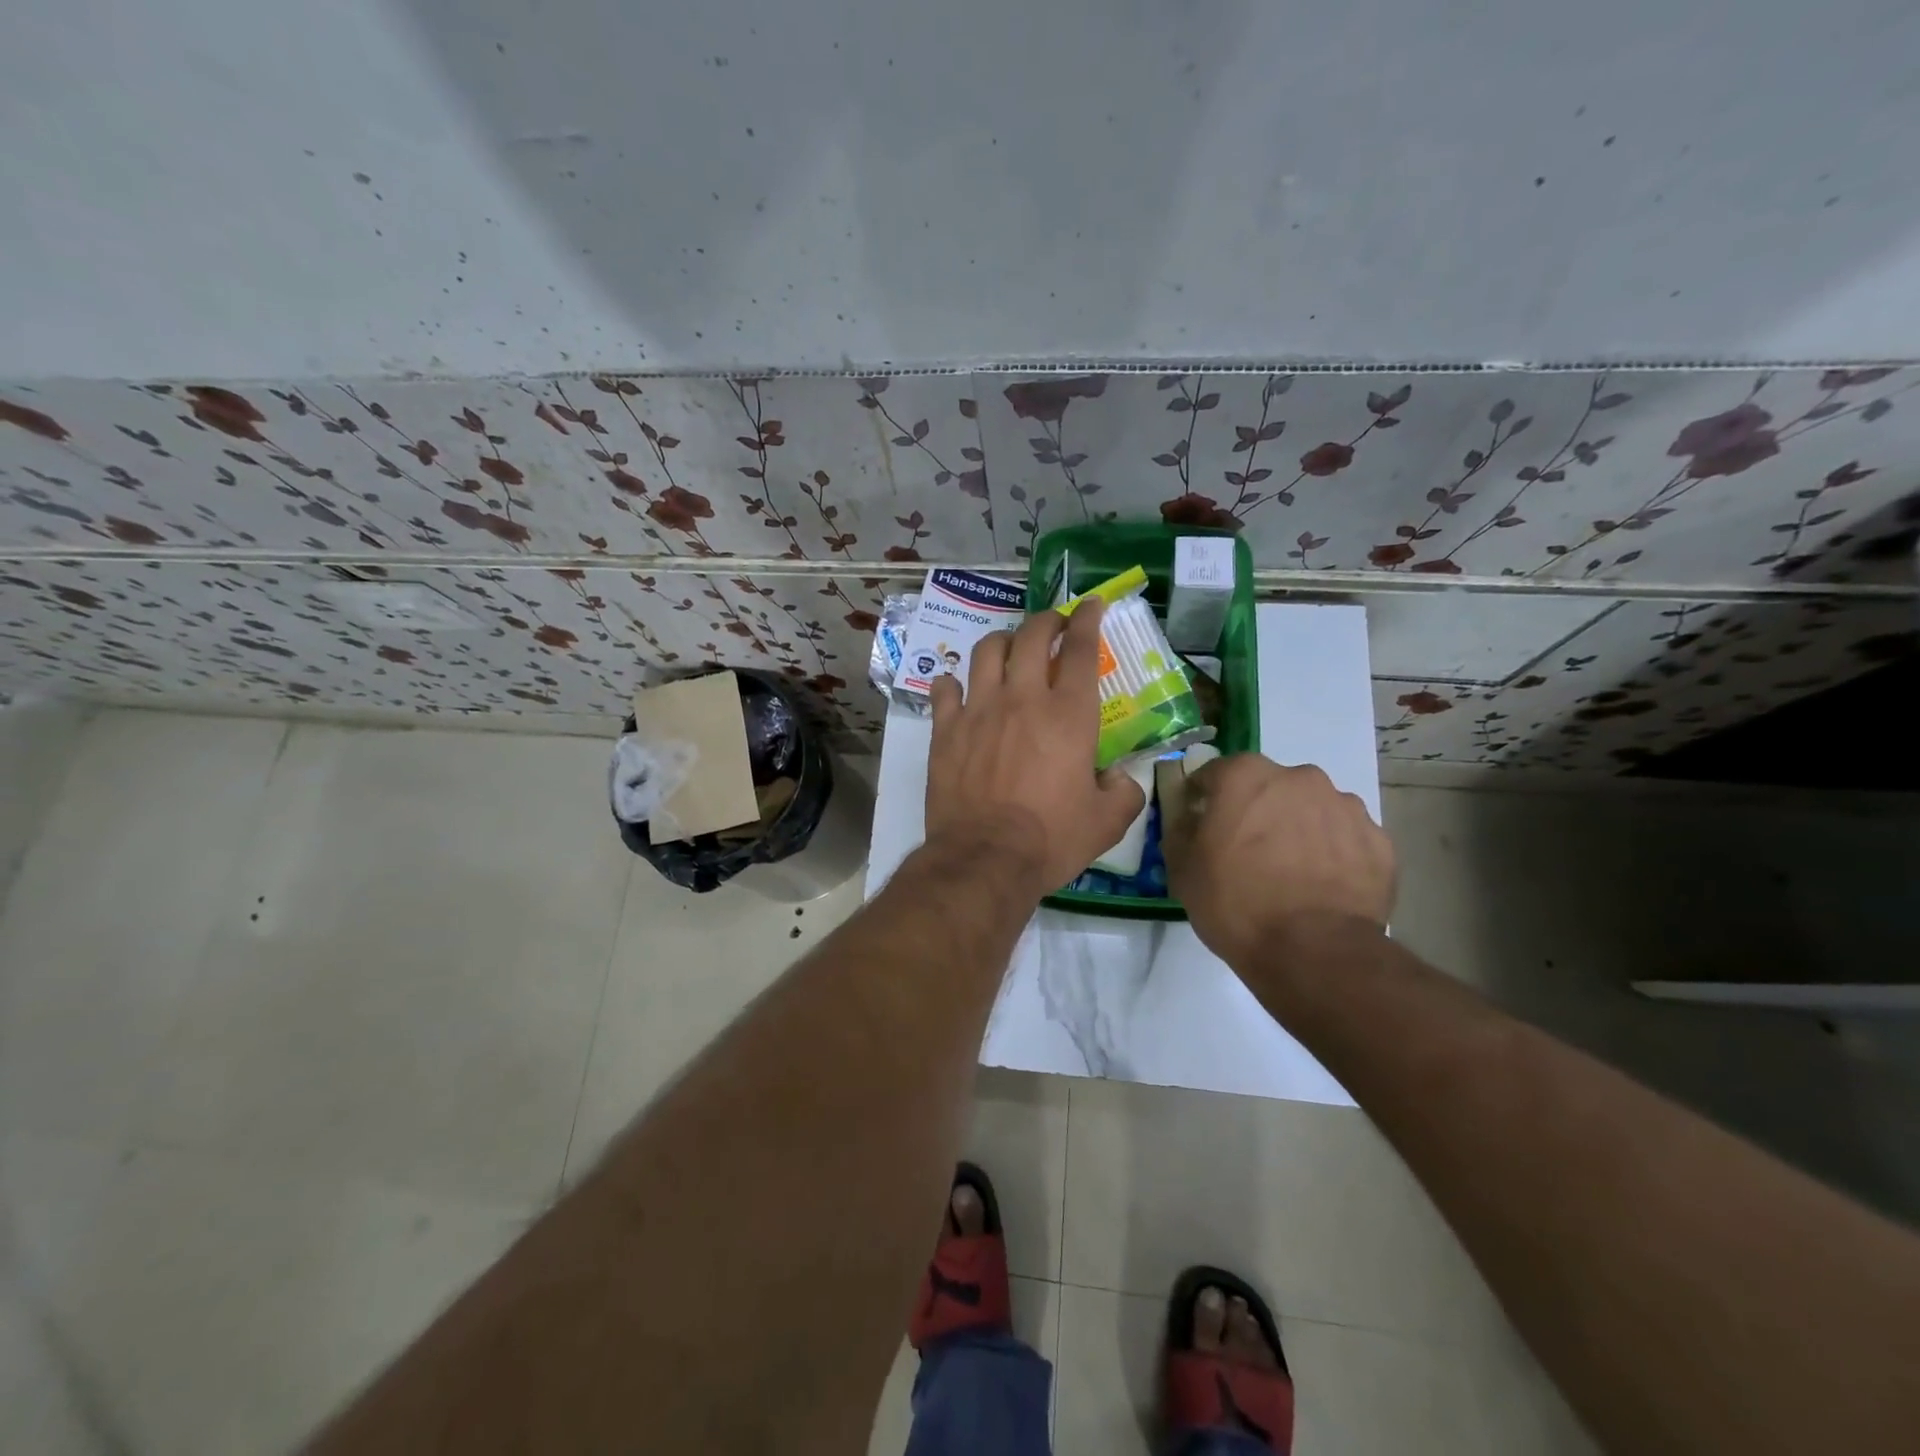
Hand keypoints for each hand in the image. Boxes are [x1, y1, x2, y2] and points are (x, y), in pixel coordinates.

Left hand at [924, 600, 1145, 895]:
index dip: (1088, 619)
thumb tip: (1120, 778)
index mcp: (1068, 714)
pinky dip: (954, 682)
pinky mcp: (946, 729)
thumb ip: (1124, 792)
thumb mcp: (1107, 823)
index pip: (1080, 648)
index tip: (1091, 605)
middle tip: (1054, 624)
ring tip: (1010, 650)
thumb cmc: (1052, 839)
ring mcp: (979, 709)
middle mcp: (1023, 698)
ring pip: (987, 651)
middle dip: (1047, 620)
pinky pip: (945, 688)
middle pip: (1032, 635)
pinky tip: (960, 688)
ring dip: (1003, 642)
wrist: (985, 857)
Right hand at [1164, 754, 1394, 967]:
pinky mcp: (1379, 841)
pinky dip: (1333, 854)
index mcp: (1246, 776)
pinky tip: (1323, 887)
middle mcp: (1299, 778)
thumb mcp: (1182, 869)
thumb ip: (1181, 832)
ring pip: (1312, 809)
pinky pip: (1345, 839)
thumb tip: (1189, 819)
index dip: (1204, 798)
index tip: (1201, 824)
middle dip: (1258, 810)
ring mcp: (1345, 807)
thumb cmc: (1236, 903)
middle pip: (1270, 787)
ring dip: (1299, 829)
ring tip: (1292, 873)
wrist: (1313, 951)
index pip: (1215, 773)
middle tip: (1249, 851)